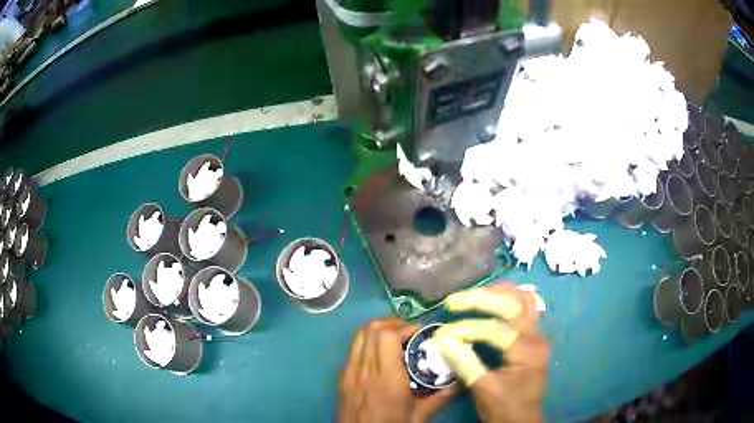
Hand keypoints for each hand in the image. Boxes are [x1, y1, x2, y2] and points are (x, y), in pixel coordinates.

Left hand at [339, 318, 459, 422]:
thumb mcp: (417, 417)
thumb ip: (439, 398)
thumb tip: (460, 382)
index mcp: (386, 379)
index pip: (386, 336)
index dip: (404, 327)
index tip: (420, 332)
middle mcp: (364, 370)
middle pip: (371, 329)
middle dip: (392, 323)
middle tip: (409, 332)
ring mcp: (349, 372)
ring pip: (359, 336)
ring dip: (378, 331)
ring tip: (396, 339)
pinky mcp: (342, 378)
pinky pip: (354, 350)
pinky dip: (368, 343)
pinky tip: (381, 356)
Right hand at [433, 284, 548, 422]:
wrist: (522, 422)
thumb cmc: (505, 409)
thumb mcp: (483, 389)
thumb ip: (464, 363)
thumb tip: (441, 340)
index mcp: (527, 351)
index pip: (495, 330)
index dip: (465, 329)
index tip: (440, 335)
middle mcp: (537, 336)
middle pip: (512, 305)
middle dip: (480, 300)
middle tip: (453, 301)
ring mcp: (537, 335)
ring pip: (522, 300)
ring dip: (496, 294)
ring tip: (470, 295)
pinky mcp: (532, 338)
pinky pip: (524, 309)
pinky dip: (507, 301)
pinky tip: (492, 300)